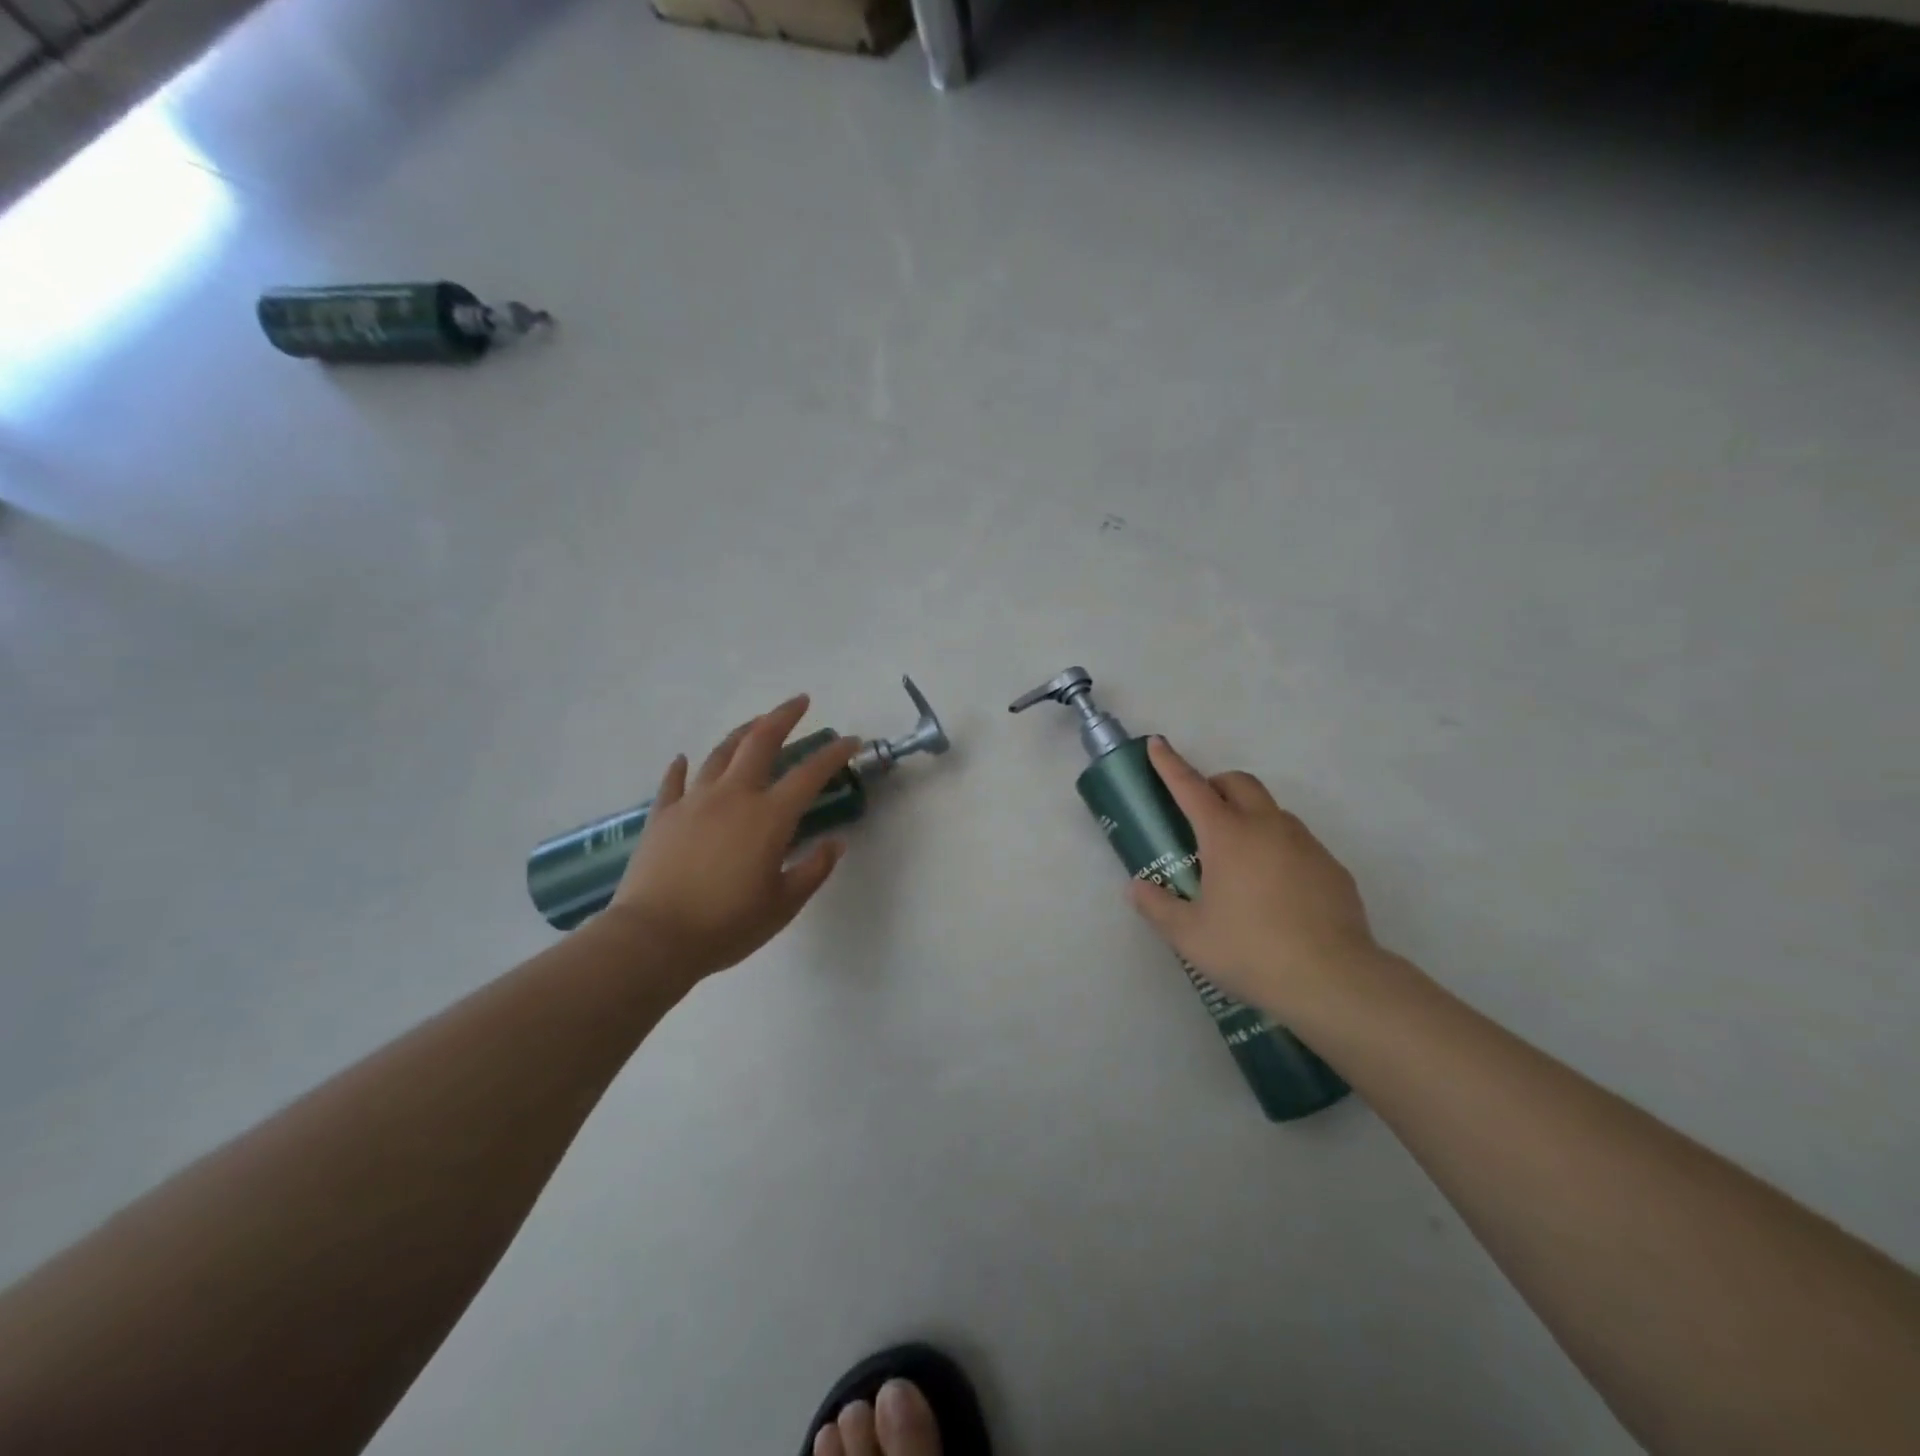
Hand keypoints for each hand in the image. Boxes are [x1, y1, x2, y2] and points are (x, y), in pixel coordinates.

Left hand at [602, 695, 858, 983]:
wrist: (653, 938)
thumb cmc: (726, 925)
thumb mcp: (783, 905)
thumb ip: (813, 870)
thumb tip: (835, 843)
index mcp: (769, 817)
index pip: (810, 774)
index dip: (834, 754)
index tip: (851, 741)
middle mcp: (733, 796)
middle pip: (760, 742)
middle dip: (783, 716)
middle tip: (800, 702)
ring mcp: (693, 802)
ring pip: (720, 753)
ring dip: (742, 733)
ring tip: (755, 724)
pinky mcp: (662, 815)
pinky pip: (675, 781)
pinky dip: (683, 767)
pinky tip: (685, 760)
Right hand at [1127, 737, 1380, 1018]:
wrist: (1333, 980)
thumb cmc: (1250, 951)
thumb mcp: (1189, 935)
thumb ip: (1157, 906)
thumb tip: (1138, 887)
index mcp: (1227, 836)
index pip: (1191, 787)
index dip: (1170, 764)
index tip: (1157, 744)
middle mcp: (1267, 827)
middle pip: (1239, 783)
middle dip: (1215, 785)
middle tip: (1199, 814)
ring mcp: (1305, 844)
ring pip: (1272, 811)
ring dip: (1248, 816)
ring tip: (1236, 860)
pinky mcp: (1331, 867)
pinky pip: (1297, 842)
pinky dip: (1276, 847)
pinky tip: (1274, 890)